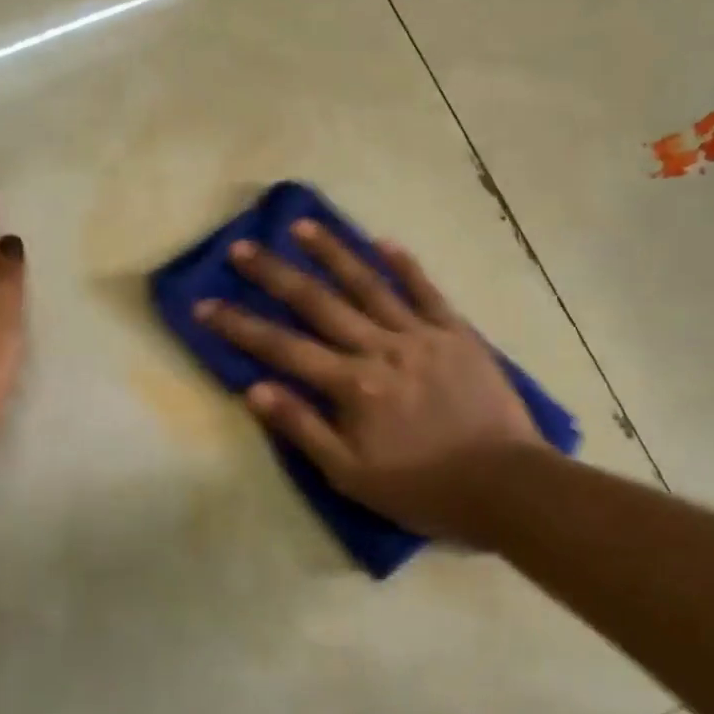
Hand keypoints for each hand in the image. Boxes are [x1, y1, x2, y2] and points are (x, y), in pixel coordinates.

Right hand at [195, 222, 547, 544]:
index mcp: (353, 386)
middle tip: (243, 247)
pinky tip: (384, 242)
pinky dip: (405, 266)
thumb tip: (254, 390)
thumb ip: (303, 428)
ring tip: (303, 225)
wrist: (507, 486)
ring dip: (333, 252)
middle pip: (318, 304)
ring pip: (369, 285)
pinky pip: (427, 292)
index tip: (205, 305)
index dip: (239, 326)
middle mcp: (381, 349)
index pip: (282, 348)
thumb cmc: (423, 488)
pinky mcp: (457, 333)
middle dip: (275, 274)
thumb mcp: (352, 475)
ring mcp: (422, 336)